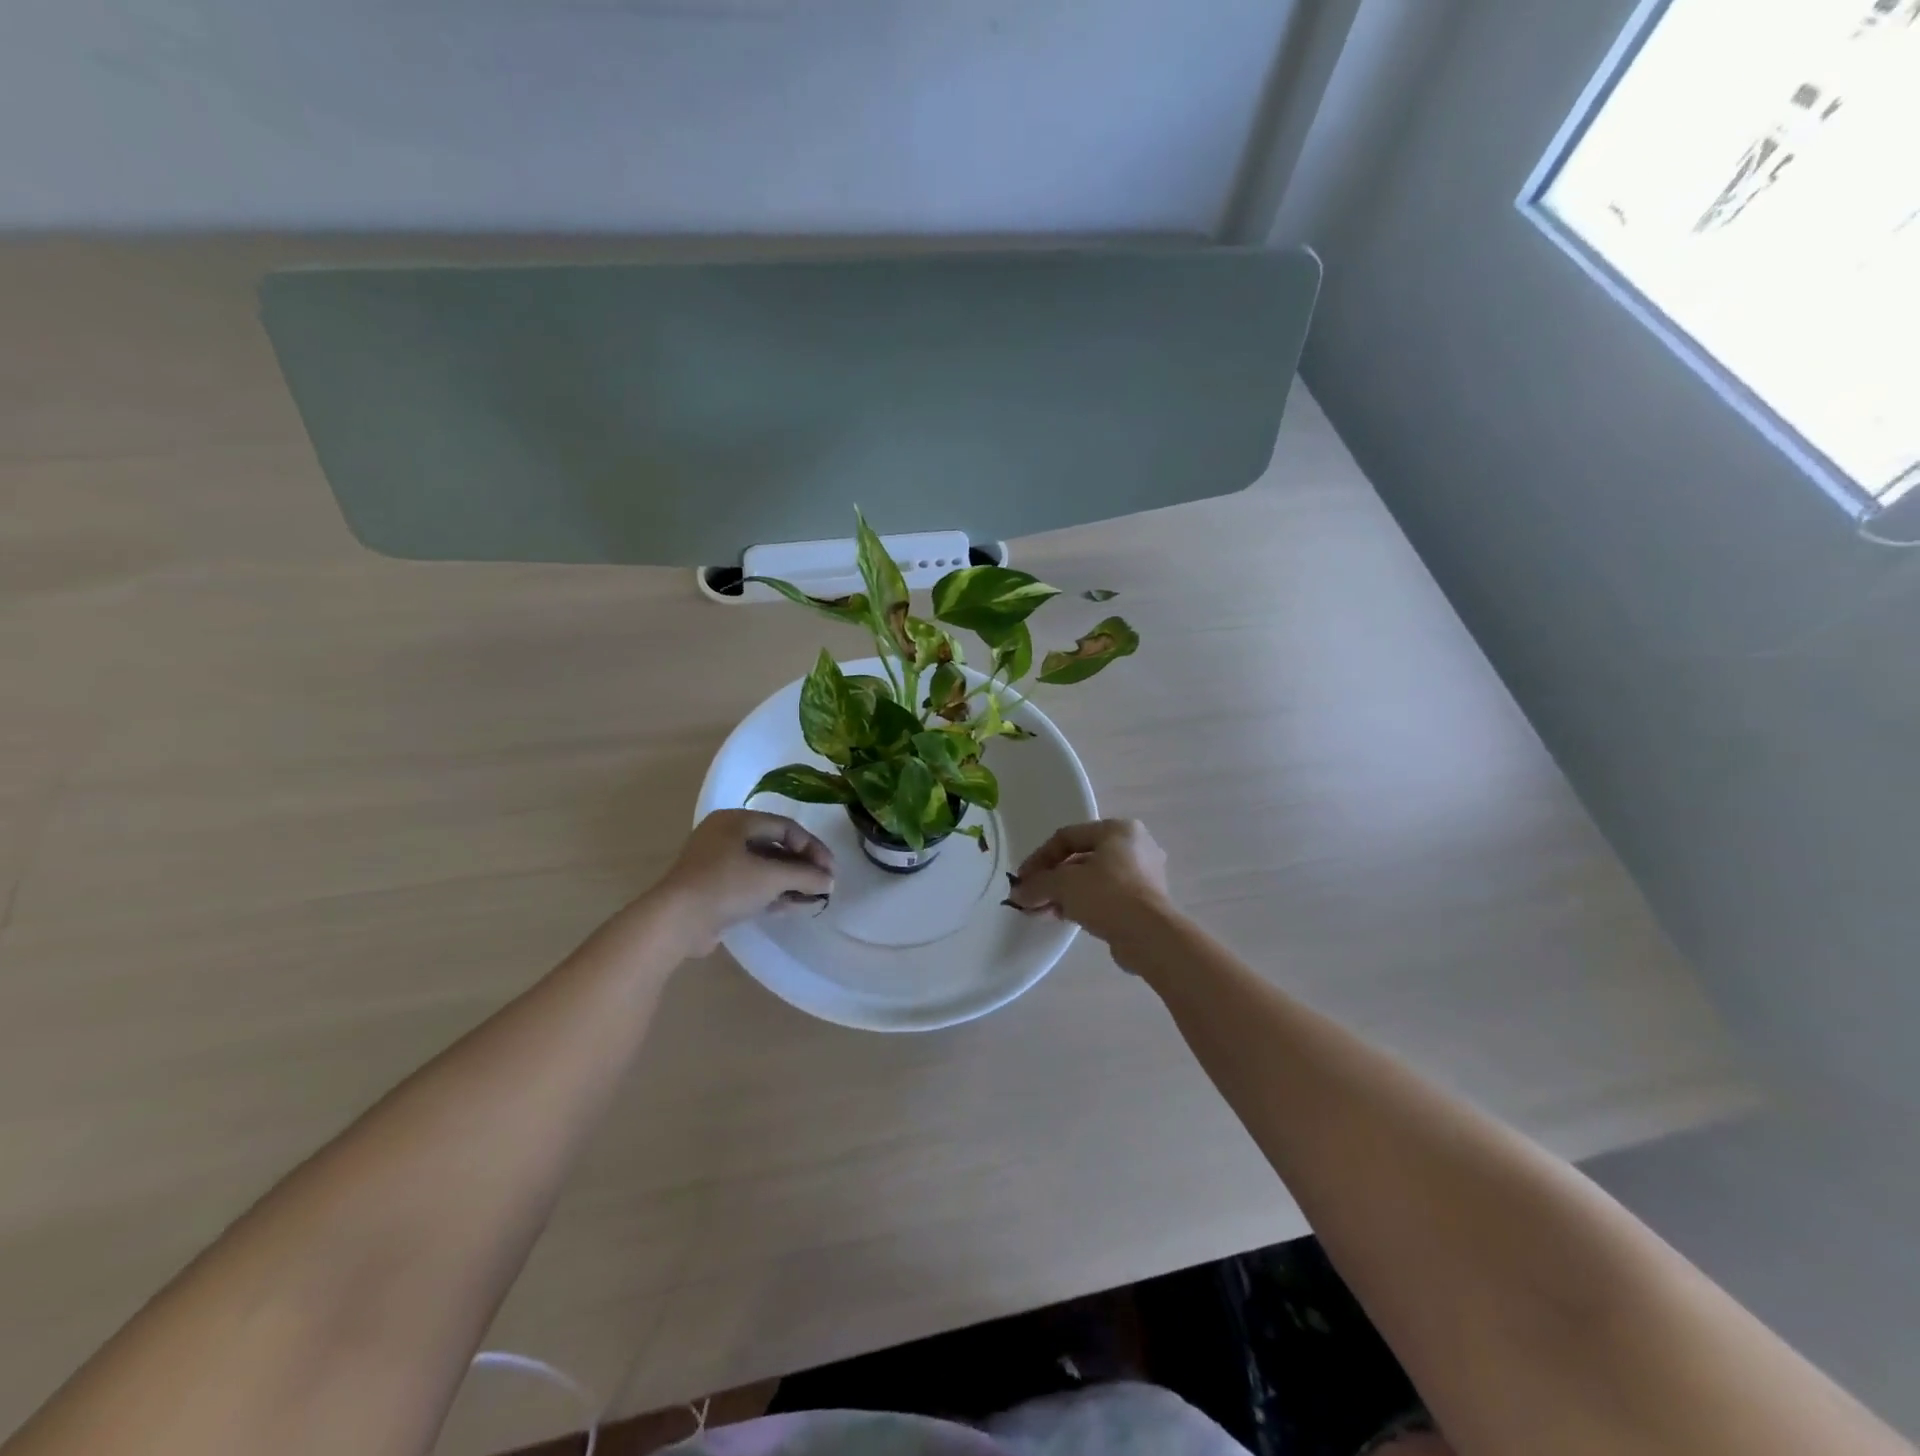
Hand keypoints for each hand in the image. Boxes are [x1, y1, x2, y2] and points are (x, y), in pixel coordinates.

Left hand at [656, 810, 834, 952]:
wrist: (676, 922)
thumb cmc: (725, 885)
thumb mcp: (771, 877)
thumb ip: (805, 876)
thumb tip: (829, 881)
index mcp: (736, 821)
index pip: (785, 827)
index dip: (812, 847)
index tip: (831, 869)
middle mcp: (725, 837)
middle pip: (774, 847)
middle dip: (802, 866)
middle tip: (824, 883)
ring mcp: (717, 865)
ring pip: (763, 869)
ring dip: (790, 882)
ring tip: (814, 898)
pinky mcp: (713, 891)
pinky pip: (750, 886)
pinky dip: (772, 894)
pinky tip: (794, 906)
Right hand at [1005, 819, 1171, 945]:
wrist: (1150, 936)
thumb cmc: (1107, 894)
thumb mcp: (1063, 884)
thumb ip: (1037, 884)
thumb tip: (1017, 894)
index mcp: (1118, 829)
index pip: (1068, 836)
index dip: (1039, 857)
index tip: (1021, 880)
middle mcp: (1134, 846)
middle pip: (1080, 858)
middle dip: (1051, 879)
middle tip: (1030, 897)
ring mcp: (1143, 875)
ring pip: (1092, 879)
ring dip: (1064, 894)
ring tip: (1041, 912)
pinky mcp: (1145, 902)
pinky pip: (1106, 896)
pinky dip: (1083, 904)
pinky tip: (1064, 918)